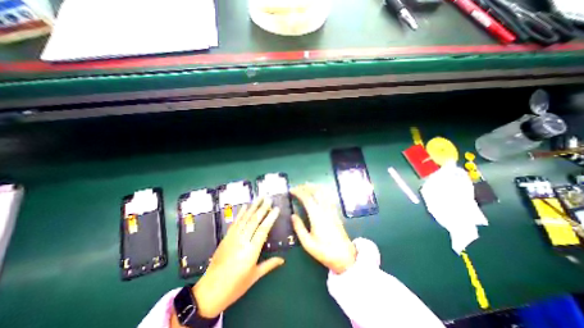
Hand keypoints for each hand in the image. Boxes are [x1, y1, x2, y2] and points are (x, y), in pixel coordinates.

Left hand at [192, 198, 282, 317]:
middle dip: (262, 208)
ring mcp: (232, 238)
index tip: (276, 208)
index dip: (270, 218)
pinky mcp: (226, 238)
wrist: (210, 291)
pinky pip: (235, 223)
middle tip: (269, 198)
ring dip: (253, 207)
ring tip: (260, 198)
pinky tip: (245, 206)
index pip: (263, 230)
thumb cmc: (235, 286)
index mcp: (251, 251)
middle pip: (254, 221)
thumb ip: (269, 265)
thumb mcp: (254, 276)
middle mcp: (242, 241)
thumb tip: (283, 260)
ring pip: (245, 219)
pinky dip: (241, 213)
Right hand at [290, 185, 355, 273]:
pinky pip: (329, 197)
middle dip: (305, 187)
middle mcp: (325, 210)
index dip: (298, 192)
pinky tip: (319, 191)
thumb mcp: (308, 243)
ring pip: (323, 192)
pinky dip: (322, 191)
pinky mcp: (335, 212)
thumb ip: (299, 228)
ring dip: (314, 187)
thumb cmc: (324, 251)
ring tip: (306, 186)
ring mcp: (331, 210)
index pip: (307, 198)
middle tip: (297, 187)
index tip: (291, 190)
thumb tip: (292, 215)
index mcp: (317, 217)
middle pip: (316, 192)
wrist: (344, 256)